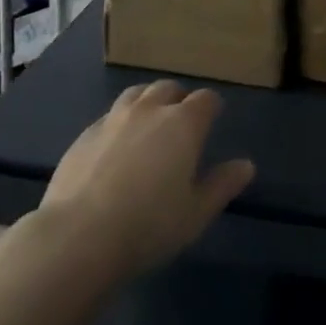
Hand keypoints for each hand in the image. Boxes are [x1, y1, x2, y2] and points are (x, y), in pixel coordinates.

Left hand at [39, 79, 254, 278]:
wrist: (78, 236)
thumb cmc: (148, 226)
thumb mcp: (195, 214)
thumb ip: (222, 186)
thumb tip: (246, 165)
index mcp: (183, 124)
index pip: (205, 99)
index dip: (211, 107)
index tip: (213, 119)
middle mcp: (150, 110)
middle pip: (169, 88)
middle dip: (178, 99)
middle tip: (180, 123)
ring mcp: (113, 118)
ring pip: (136, 93)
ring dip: (147, 102)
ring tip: (148, 124)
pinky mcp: (84, 134)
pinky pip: (108, 116)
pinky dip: (119, 123)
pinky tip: (115, 147)